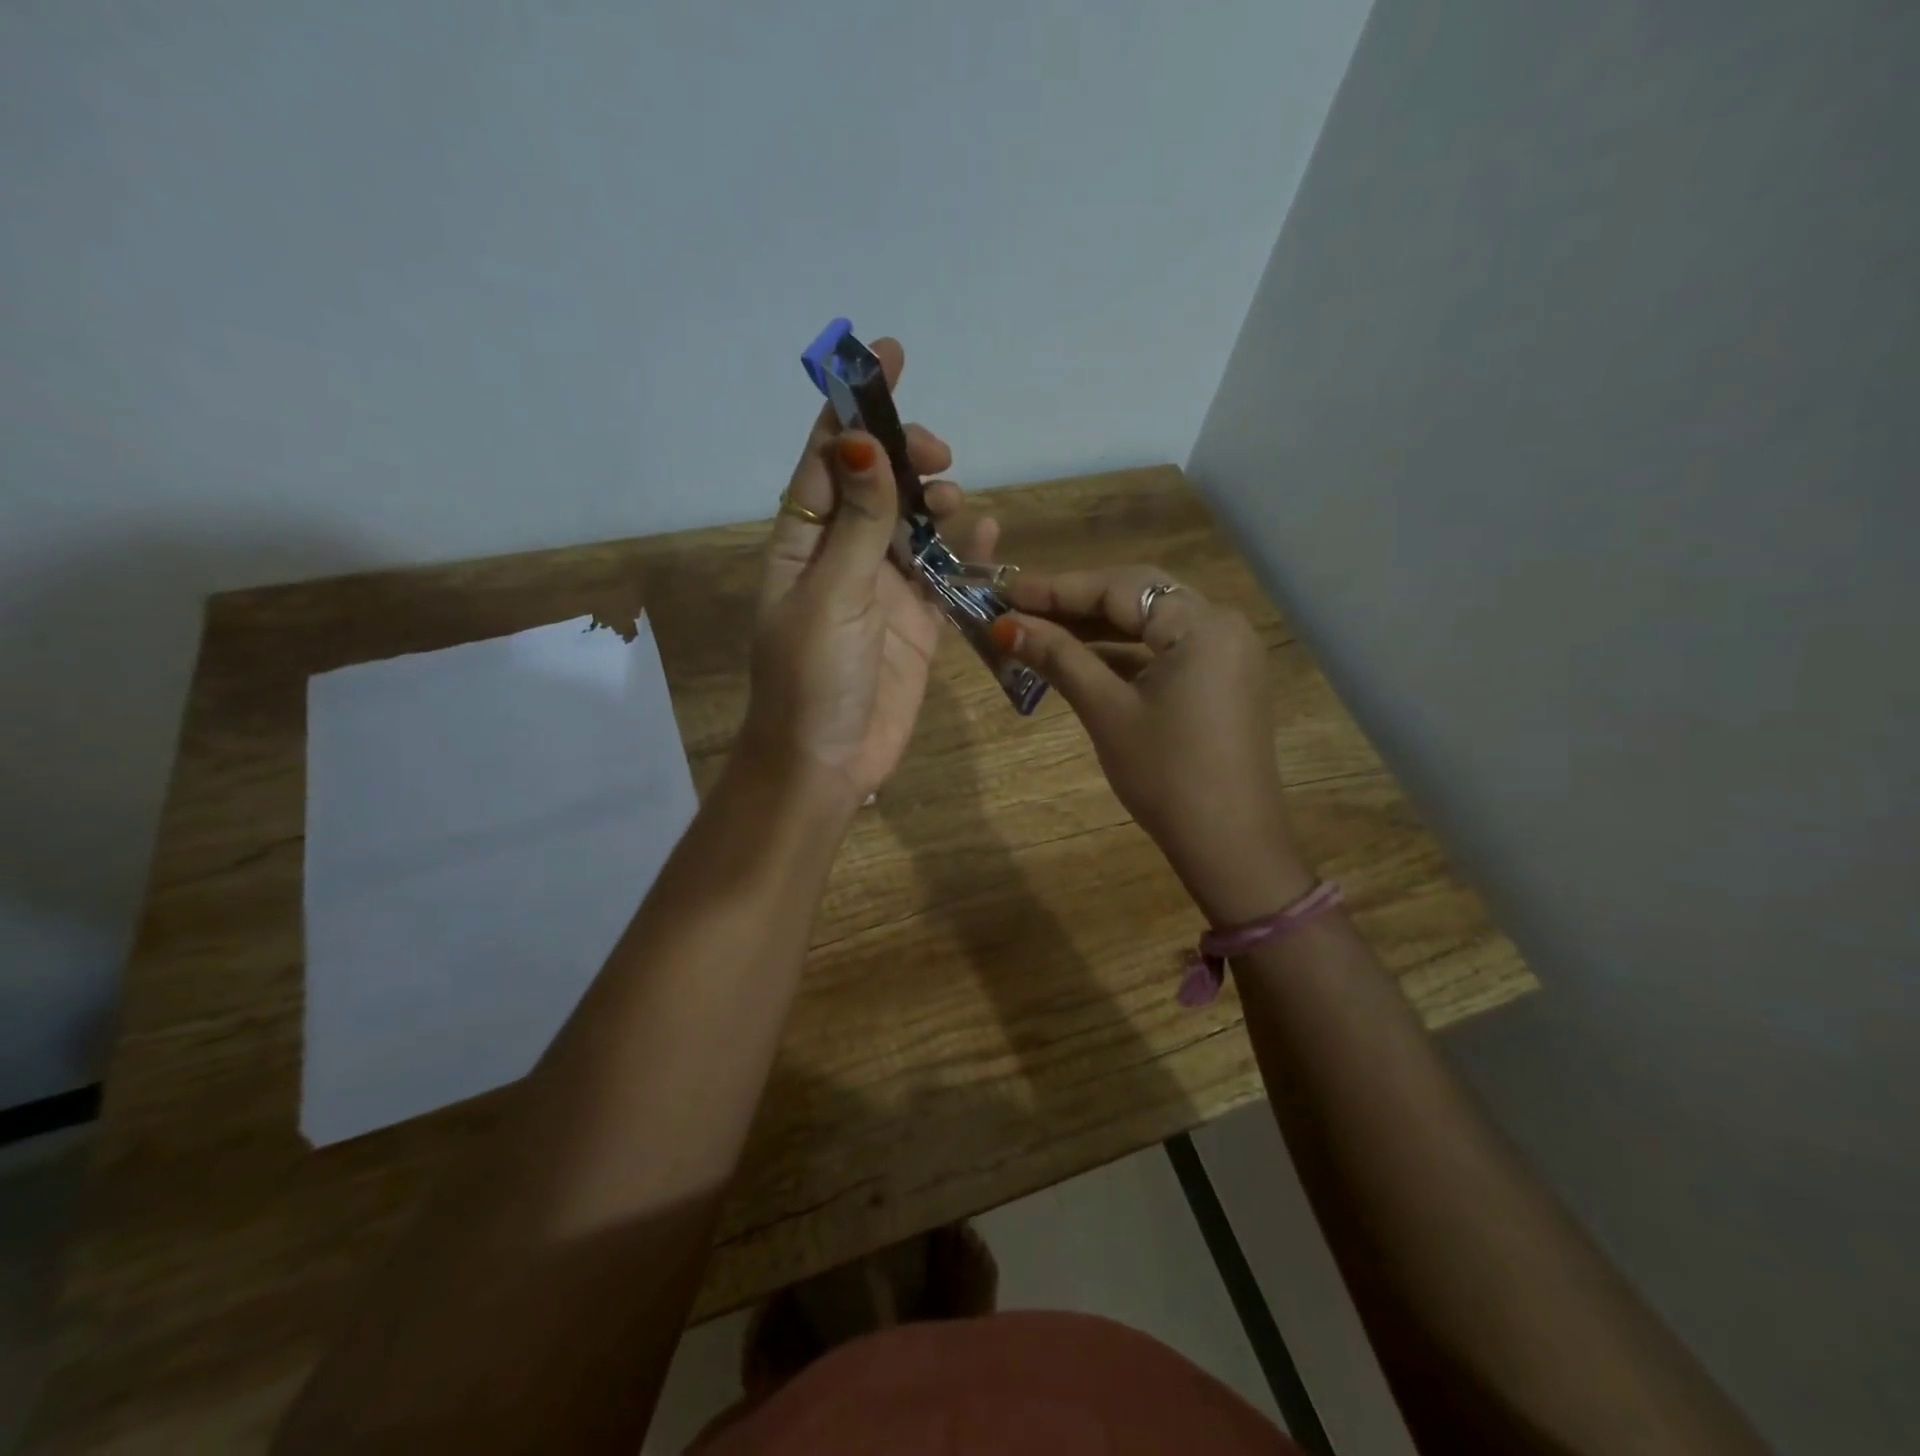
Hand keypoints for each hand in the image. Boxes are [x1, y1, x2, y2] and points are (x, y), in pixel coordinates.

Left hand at [743, 338, 997, 812]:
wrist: (826, 764)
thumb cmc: (813, 680)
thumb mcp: (830, 596)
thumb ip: (857, 525)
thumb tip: (865, 443)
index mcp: (803, 542)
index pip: (828, 459)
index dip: (854, 406)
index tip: (888, 356)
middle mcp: (842, 557)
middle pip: (877, 485)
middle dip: (906, 458)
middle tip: (938, 457)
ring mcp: (882, 591)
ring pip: (915, 526)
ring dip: (936, 503)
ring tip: (956, 502)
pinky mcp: (917, 624)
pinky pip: (946, 576)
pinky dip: (967, 553)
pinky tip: (988, 534)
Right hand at [992, 566, 1313, 924]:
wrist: (1229, 843)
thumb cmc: (1165, 775)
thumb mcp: (1107, 711)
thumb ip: (1059, 658)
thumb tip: (1006, 625)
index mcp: (1200, 623)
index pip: (1119, 588)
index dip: (1058, 588)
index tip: (1006, 591)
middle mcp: (1221, 624)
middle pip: (1138, 596)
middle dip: (1077, 603)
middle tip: (1020, 608)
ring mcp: (1226, 652)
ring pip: (1151, 623)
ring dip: (1098, 628)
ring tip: (1041, 631)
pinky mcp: (1222, 679)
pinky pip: (1166, 649)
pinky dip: (1125, 652)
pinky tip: (1082, 658)